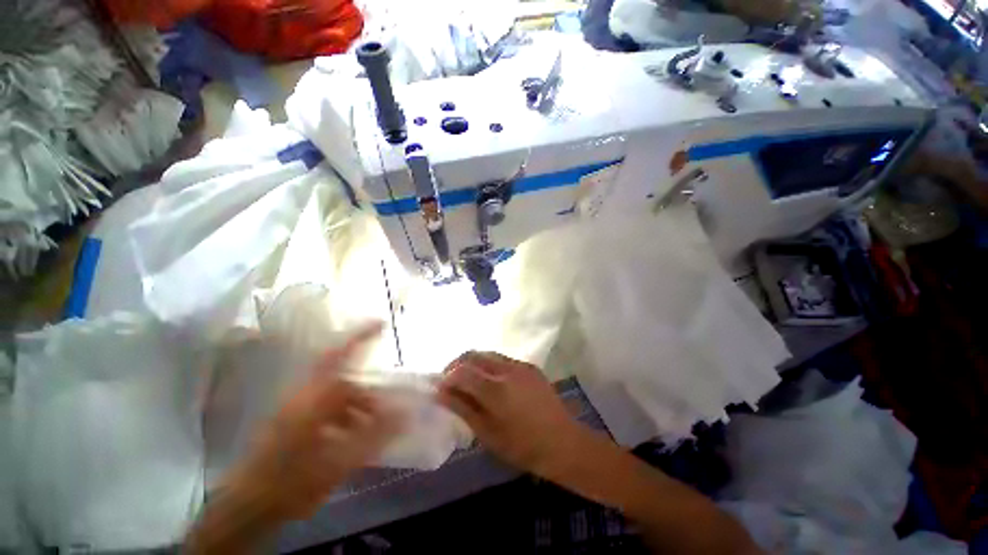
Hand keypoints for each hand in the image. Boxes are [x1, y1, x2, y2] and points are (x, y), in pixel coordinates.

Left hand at [224, 324, 399, 520]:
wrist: (246, 507)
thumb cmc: (292, 482)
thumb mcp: (339, 461)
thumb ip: (375, 434)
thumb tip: (406, 411)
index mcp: (315, 398)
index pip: (340, 355)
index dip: (361, 336)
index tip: (381, 323)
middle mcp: (306, 395)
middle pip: (345, 383)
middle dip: (368, 395)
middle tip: (385, 409)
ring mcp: (296, 408)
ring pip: (336, 398)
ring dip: (356, 409)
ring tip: (369, 432)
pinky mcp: (291, 421)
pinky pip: (326, 410)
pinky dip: (343, 418)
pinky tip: (349, 439)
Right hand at [436, 351, 580, 475]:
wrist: (563, 442)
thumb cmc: (523, 446)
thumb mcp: (488, 433)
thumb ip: (463, 409)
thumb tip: (441, 393)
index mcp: (495, 389)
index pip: (462, 372)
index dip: (447, 377)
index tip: (441, 388)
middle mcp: (506, 369)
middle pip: (473, 355)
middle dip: (458, 364)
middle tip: (452, 381)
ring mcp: (520, 365)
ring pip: (488, 354)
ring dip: (474, 363)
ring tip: (470, 381)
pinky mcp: (530, 366)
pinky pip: (503, 359)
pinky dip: (490, 366)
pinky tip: (493, 382)